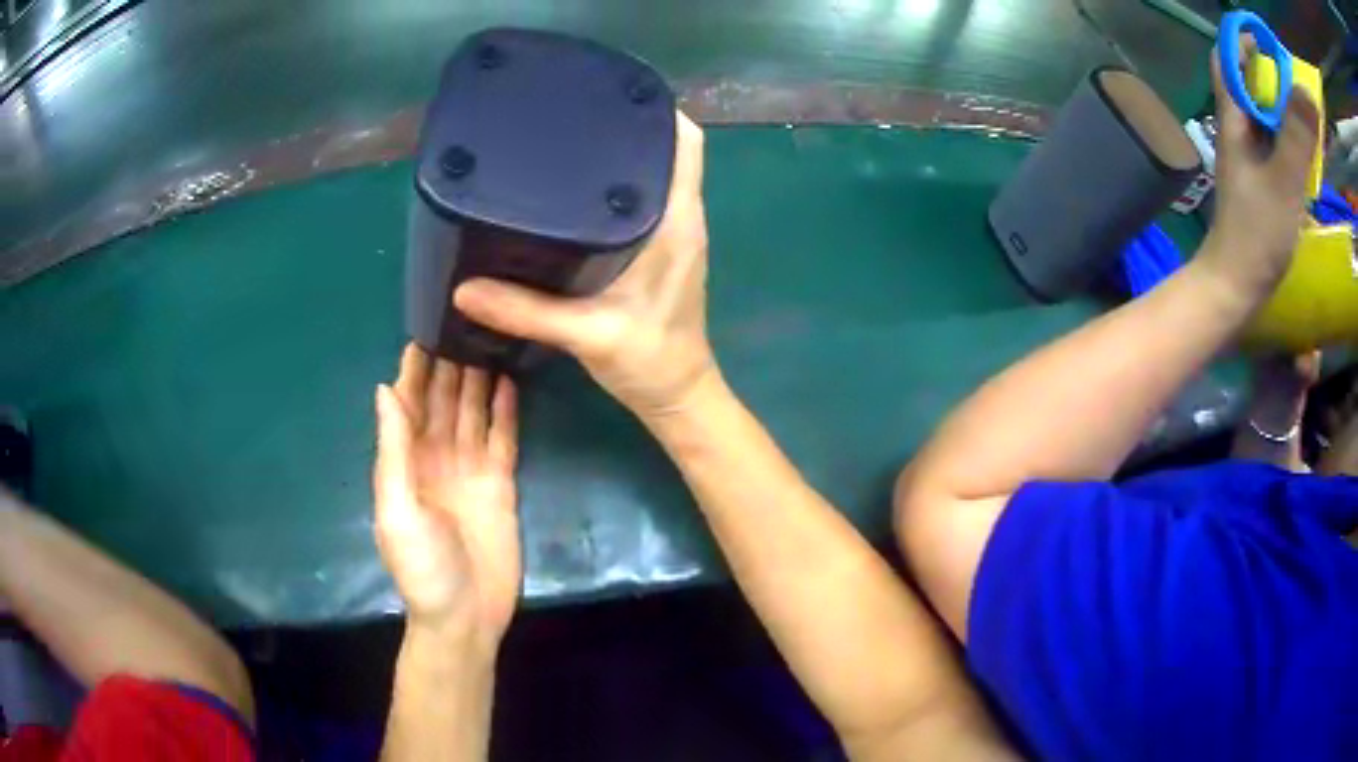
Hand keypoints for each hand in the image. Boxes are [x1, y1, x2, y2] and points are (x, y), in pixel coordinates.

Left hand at [374, 344, 520, 645]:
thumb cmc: (422, 567)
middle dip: (451, 361)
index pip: (408, 403)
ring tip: (492, 336)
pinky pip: (502, 437)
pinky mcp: (500, 482)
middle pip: (443, 399)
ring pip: (473, 411)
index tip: (428, 324)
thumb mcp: (397, 509)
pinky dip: (505, 410)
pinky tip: (510, 380)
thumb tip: (386, 388)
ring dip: (479, 377)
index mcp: (406, 461)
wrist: (465, 616)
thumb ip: (393, 451)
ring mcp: (470, 468)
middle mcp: (437, 457)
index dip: (415, 368)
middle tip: (469, 317)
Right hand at [452, 113, 715, 419]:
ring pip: (656, 172)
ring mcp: (675, 233)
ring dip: (623, 152)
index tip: (610, 94)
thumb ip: (526, 312)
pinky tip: (577, 189)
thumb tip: (463, 288)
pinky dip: (619, 183)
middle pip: (667, 149)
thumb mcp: (586, 335)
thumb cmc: (648, 362)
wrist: (677, 397)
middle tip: (573, 113)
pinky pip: (645, 198)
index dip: (657, 111)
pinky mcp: (663, 250)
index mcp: (677, 222)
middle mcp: (683, 217)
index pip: (686, 144)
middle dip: (627, 124)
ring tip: (571, 139)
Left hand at [1202, 34, 1320, 296]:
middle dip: (1269, 76)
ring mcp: (1248, 156)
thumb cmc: (1257, 232)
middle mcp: (1237, 129)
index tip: (1266, 45)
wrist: (1235, 286)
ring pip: (1264, 116)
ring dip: (1282, 109)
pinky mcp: (1260, 181)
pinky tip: (1303, 153)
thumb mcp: (1284, 179)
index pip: (1227, 61)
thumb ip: (1297, 135)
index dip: (1242, 43)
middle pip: (1248, 85)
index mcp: (1232, 117)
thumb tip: (1304, 92)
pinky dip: (1288, 139)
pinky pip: (1274, 146)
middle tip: (1293, 85)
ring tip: (1303, 116)